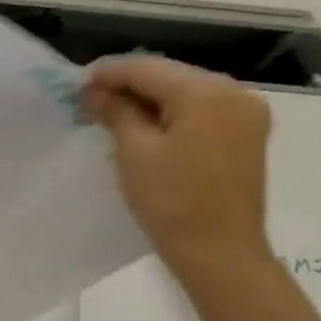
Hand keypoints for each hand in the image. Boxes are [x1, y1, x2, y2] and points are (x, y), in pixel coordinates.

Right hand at [82, 55, 271, 280]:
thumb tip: (94, 90)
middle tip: (89, 99)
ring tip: (111, 113)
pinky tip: (144, 126)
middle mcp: (235, 93)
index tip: (76, 83)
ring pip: (185, 93)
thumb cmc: (171, 200)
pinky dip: (170, 114)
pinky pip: (200, 111)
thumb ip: (115, 112)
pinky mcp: (245, 135)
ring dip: (148, 100)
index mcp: (208, 93)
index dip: (109, 73)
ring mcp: (245, 114)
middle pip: (171, 76)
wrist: (219, 251)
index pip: (148, 69)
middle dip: (129, 85)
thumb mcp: (134, 152)